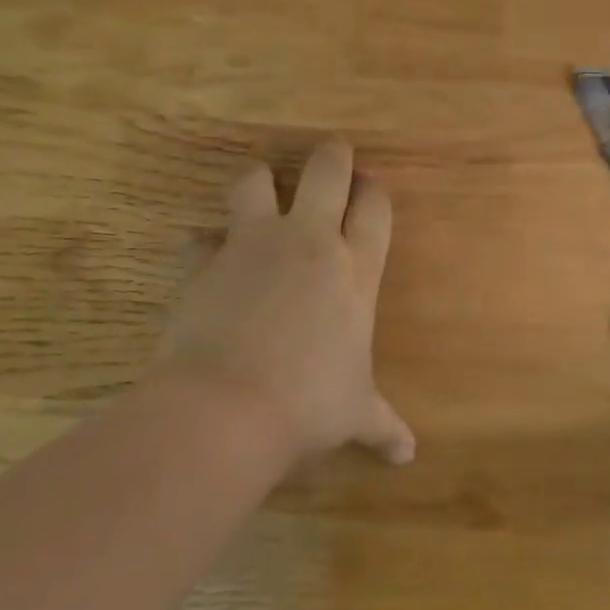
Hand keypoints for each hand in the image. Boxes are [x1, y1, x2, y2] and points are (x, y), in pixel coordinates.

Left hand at [155, 139, 413, 465]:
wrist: (226, 408)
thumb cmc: (308, 405)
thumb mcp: (355, 414)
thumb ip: (384, 426)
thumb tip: (409, 456)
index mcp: (355, 271)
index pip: (375, 209)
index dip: (375, 191)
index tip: (371, 185)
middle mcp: (308, 243)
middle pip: (327, 172)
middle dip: (332, 156)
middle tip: (333, 153)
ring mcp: (252, 246)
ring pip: (255, 183)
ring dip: (260, 182)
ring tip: (261, 193)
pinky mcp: (202, 262)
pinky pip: (200, 238)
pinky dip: (205, 247)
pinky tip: (207, 263)